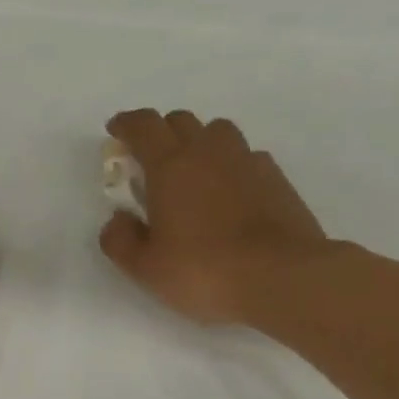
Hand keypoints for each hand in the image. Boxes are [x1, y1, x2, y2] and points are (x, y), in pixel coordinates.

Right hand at [99, 108, 340, 325]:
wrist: (282, 278)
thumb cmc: (203, 271)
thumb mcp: (145, 267)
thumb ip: (120, 240)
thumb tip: (118, 219)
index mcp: (170, 166)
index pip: (144, 127)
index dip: (126, 125)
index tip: (116, 132)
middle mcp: (208, 152)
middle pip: (180, 121)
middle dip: (160, 132)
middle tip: (150, 160)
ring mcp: (247, 162)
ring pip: (217, 132)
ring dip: (199, 142)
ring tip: (193, 173)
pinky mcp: (276, 179)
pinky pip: (247, 156)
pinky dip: (230, 165)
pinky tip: (229, 193)